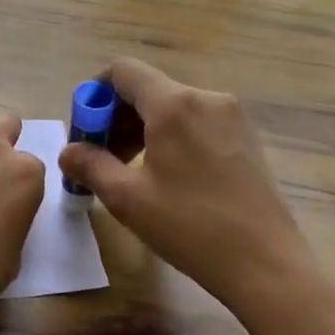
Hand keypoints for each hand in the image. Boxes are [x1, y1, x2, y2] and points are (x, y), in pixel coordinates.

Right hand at [59, 58, 318, 317]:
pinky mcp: (245, 137)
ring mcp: (231, 116)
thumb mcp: (127, 198)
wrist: (266, 263)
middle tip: (100, 158)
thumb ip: (91, 166)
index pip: (123, 71)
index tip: (85, 132)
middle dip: (115, 117)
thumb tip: (68, 152)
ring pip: (171, 107)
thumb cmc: (190, 227)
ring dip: (141, 129)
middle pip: (147, 89)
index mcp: (174, 105)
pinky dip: (170, 137)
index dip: (95, 94)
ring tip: (129, 172)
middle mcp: (206, 98)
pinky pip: (195, 122)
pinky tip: (166, 176)